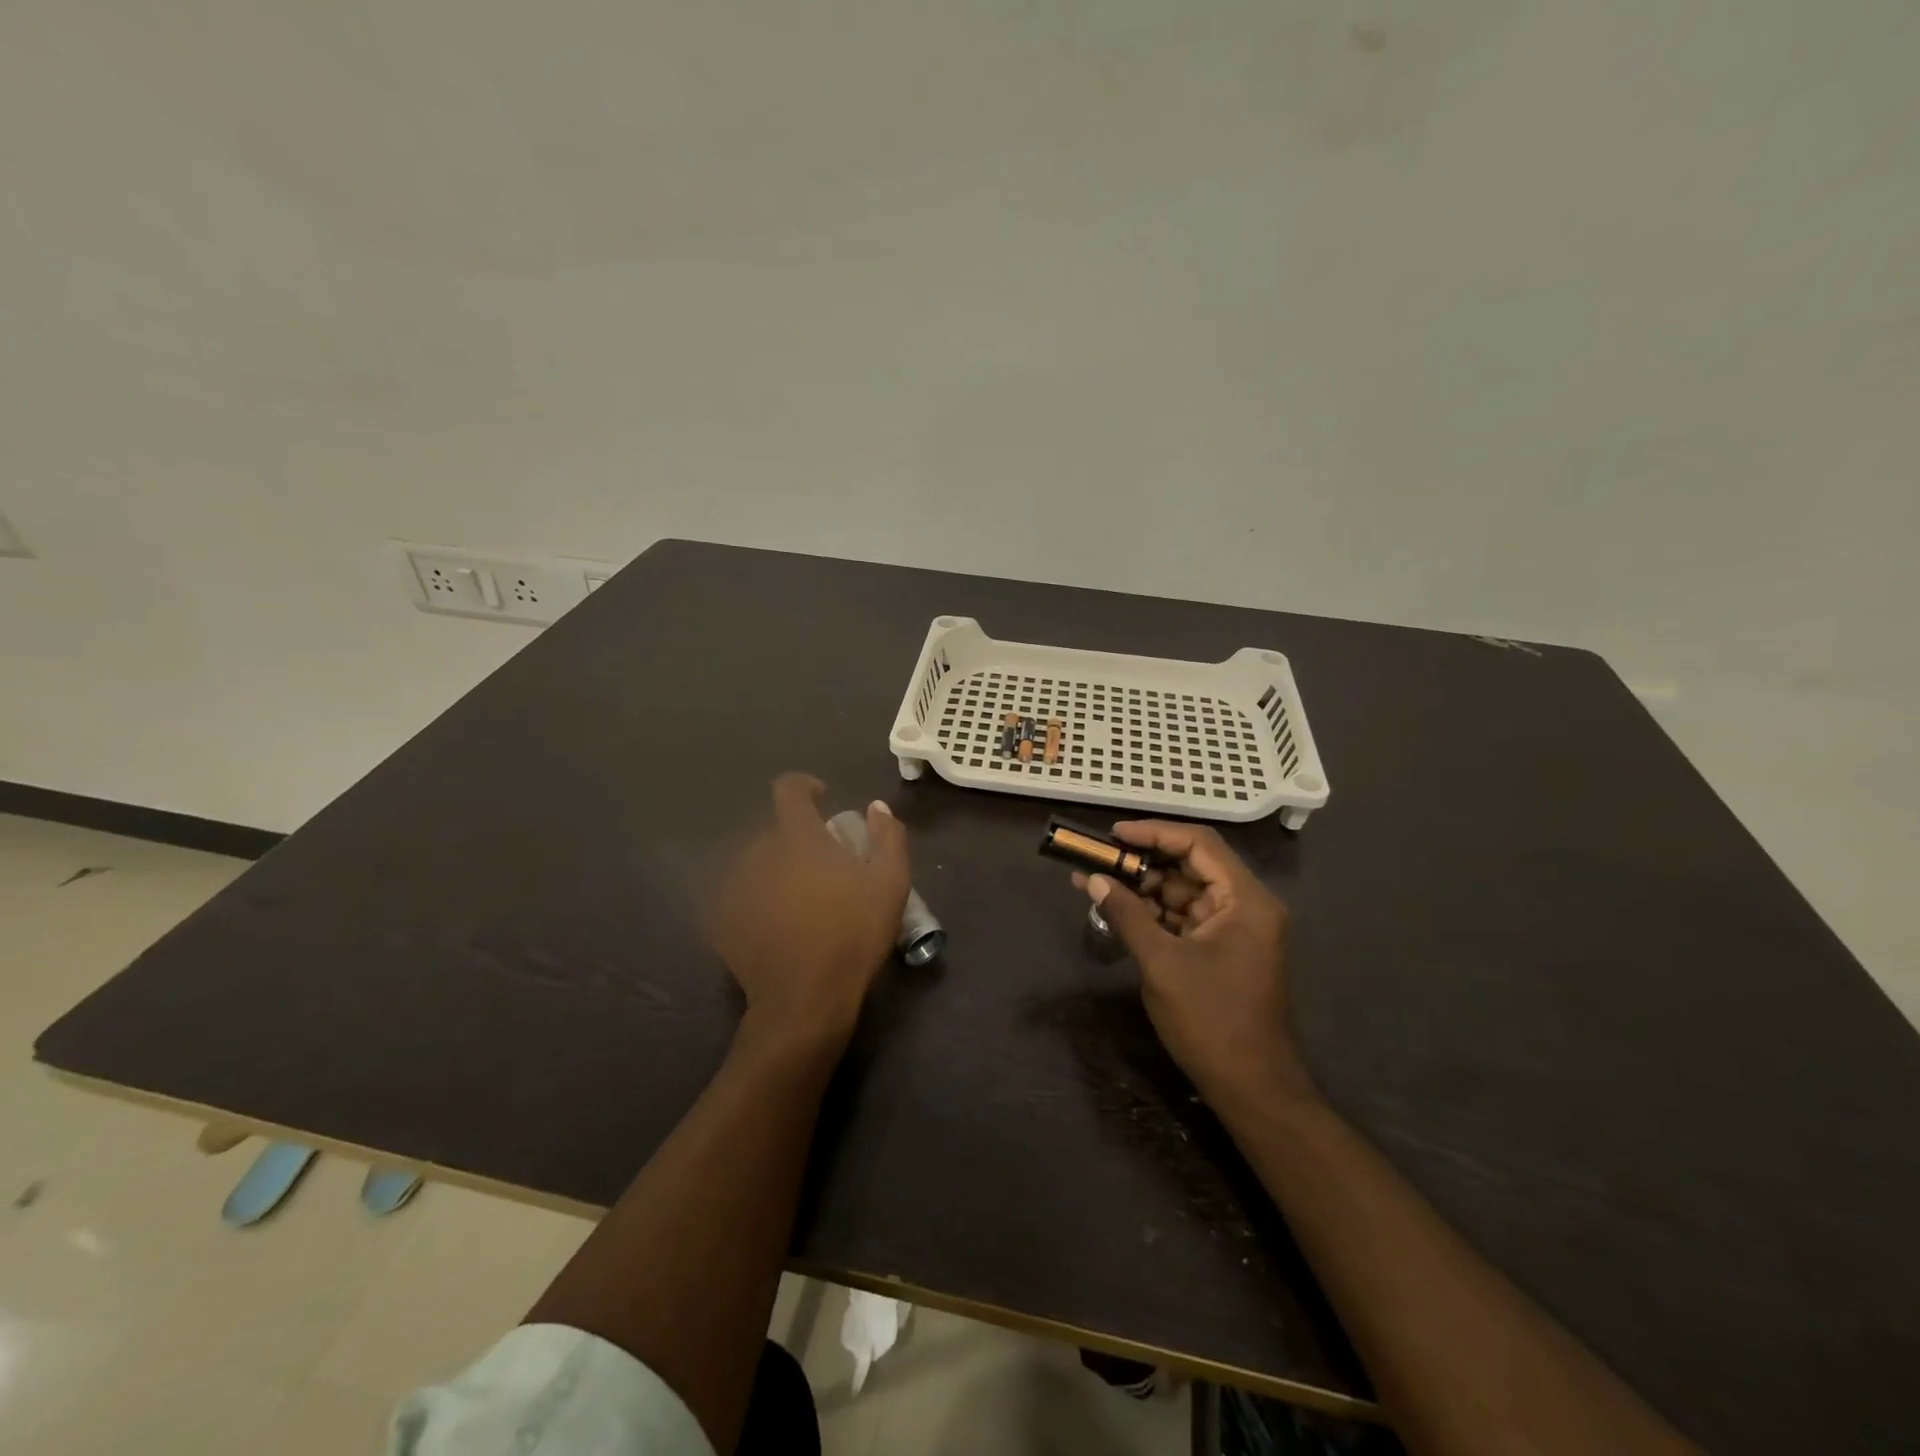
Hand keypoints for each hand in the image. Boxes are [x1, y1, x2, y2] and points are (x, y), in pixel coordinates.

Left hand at [709, 774, 910, 1047]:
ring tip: (801, 899)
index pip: (788, 789)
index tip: (822, 799)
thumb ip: (888, 836)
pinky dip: (759, 898)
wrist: (804, 1000)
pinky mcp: (723, 920)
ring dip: (777, 869)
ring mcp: (736, 888)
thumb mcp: (890, 883)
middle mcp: (758, 854)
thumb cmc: (853, 936)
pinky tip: (778, 924)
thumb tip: (876, 807)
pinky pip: (742, 894)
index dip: (805, 786)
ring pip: (757, 863)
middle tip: (824, 867)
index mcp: (797, 839)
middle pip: (775, 831)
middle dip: (798, 839)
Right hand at [1076, 821, 1316, 1112]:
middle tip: (1099, 860)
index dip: (1154, 833)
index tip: (1113, 835)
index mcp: (1246, 901)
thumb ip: (1126, 915)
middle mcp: (1247, 906)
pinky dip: (1154, 914)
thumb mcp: (1161, 964)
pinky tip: (1118, 910)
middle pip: (1191, 866)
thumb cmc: (1211, 1021)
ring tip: (1097, 882)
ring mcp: (1236, 930)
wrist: (1252, 1089)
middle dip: (1143, 861)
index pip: (1199, 844)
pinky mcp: (1223, 951)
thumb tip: (1092, 878)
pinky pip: (1185, 918)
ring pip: (1185, 892)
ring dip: (1144, 888)